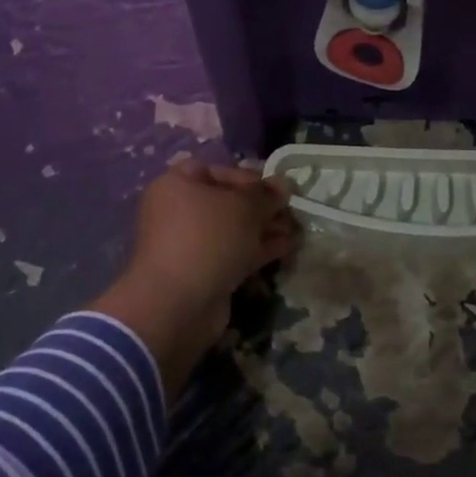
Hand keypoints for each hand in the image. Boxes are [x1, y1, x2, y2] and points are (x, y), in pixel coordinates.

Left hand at [88, 161, 296, 398]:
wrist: (177, 305)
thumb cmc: (207, 238)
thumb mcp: (244, 207)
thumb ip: (267, 194)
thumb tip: (284, 183)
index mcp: (177, 185)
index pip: (218, 171)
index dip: (250, 176)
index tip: (277, 188)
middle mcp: (179, 211)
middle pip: (228, 202)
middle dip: (263, 207)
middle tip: (293, 211)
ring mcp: (190, 245)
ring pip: (234, 230)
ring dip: (265, 229)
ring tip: (297, 230)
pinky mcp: (203, 273)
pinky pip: (234, 253)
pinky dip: (259, 250)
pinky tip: (288, 248)